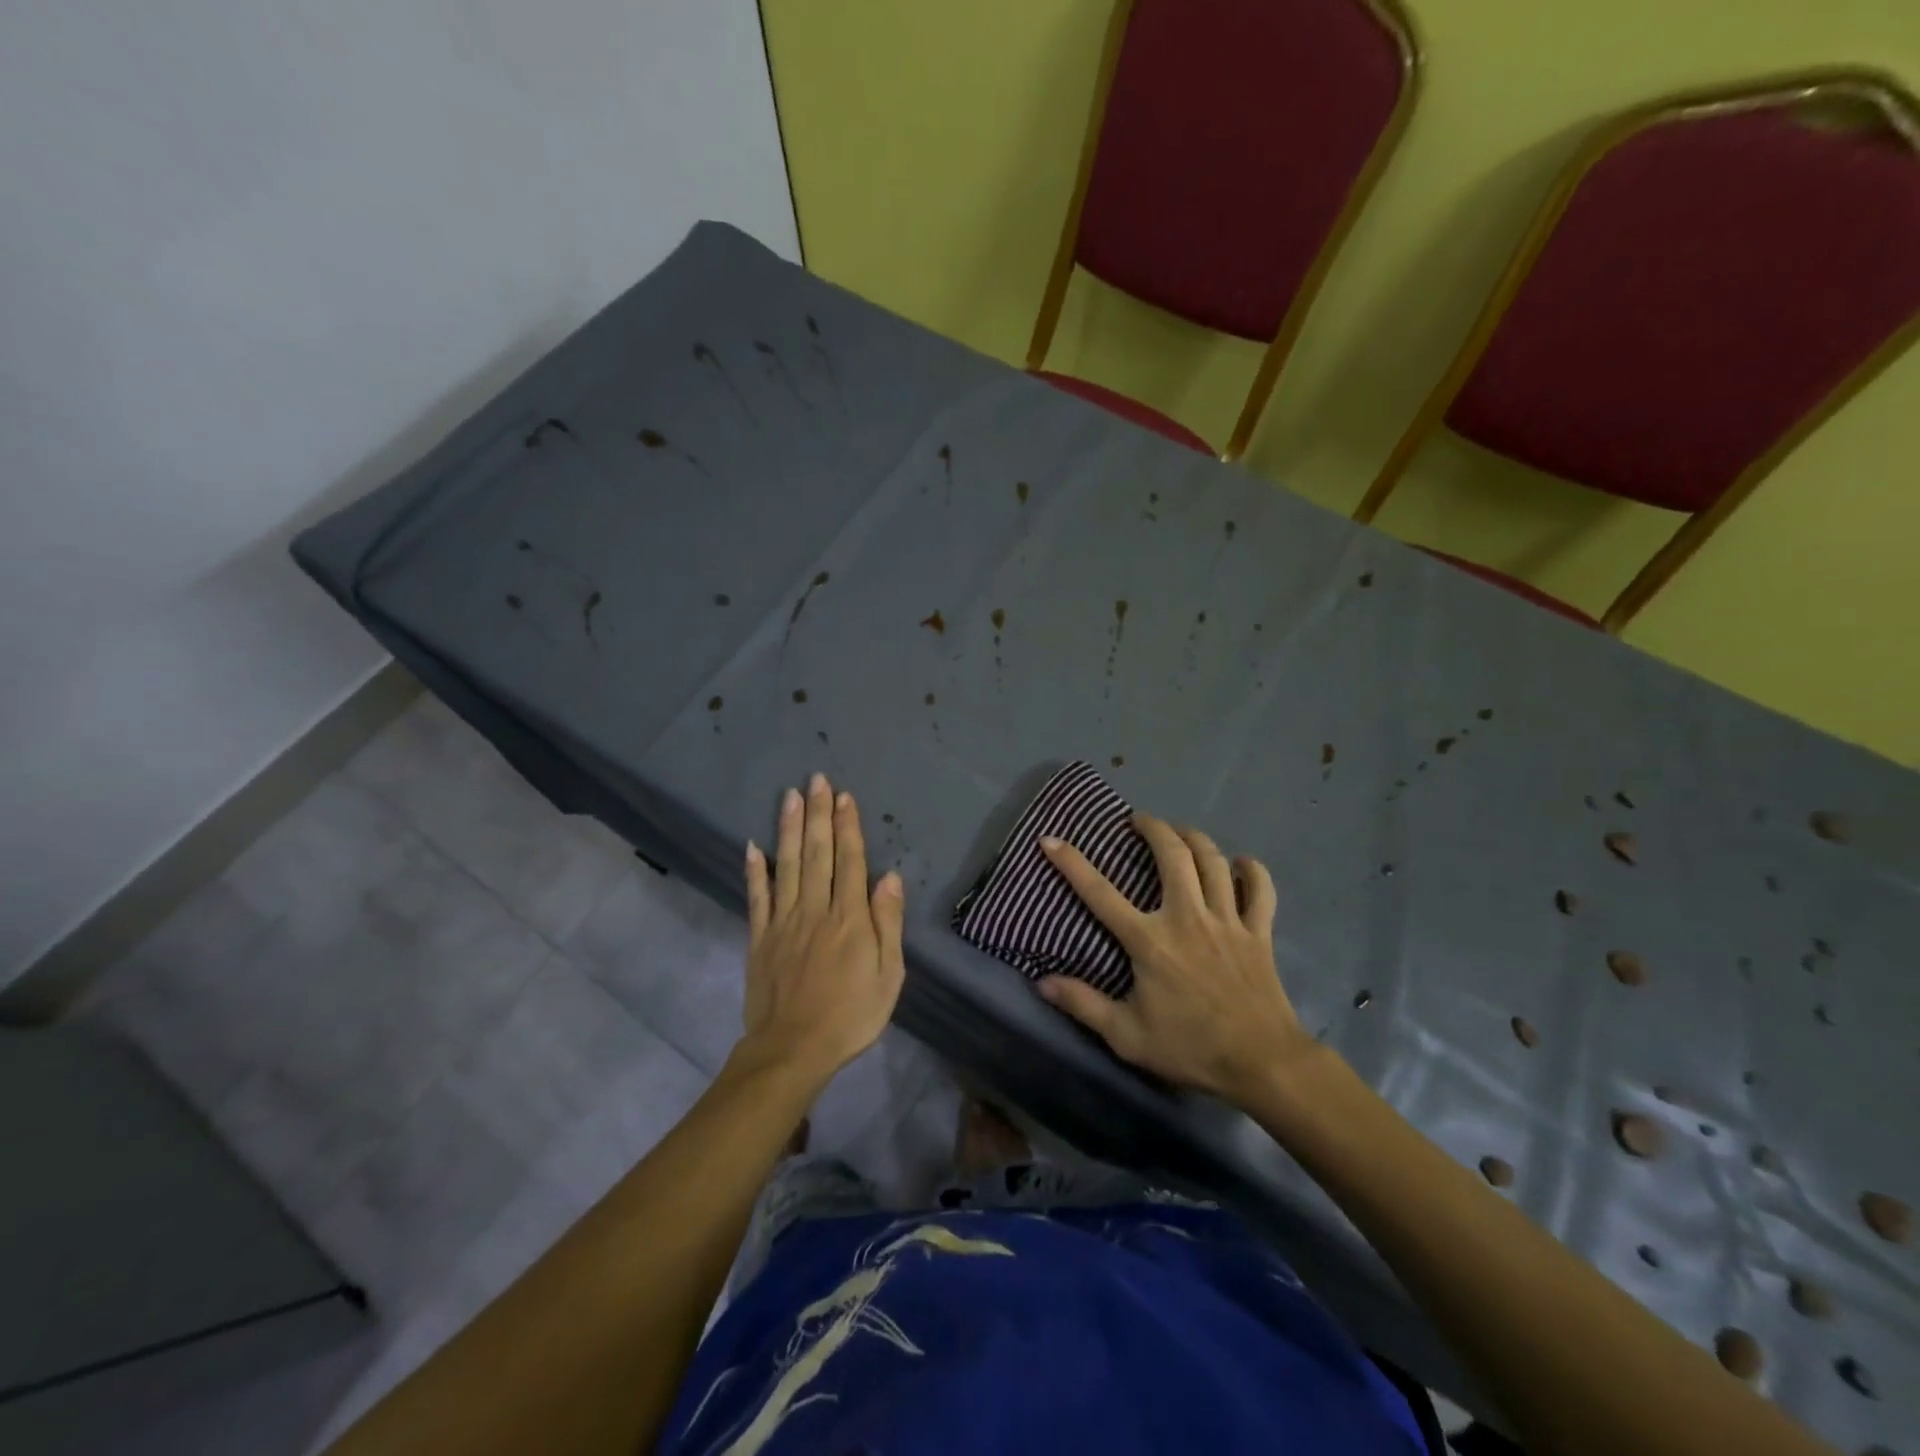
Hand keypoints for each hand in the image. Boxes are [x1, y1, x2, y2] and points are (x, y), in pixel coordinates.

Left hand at [737, 773, 905, 1083]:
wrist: (793, 1050)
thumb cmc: (851, 1015)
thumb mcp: (888, 975)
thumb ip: (888, 924)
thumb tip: (890, 878)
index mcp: (849, 917)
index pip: (850, 861)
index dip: (848, 827)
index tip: (844, 797)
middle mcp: (816, 909)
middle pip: (817, 853)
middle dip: (818, 814)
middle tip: (816, 779)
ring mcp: (784, 921)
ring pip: (786, 865)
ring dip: (788, 828)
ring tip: (790, 796)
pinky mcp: (760, 938)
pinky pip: (757, 898)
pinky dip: (755, 871)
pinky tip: (752, 846)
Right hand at [1036, 815, 1316, 1106]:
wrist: (1262, 1063)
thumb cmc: (1190, 1048)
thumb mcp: (1127, 1036)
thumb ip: (1084, 1005)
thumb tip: (1043, 983)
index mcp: (1149, 941)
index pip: (1101, 893)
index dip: (1072, 864)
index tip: (1051, 840)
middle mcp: (1187, 917)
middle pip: (1172, 855)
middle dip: (1153, 828)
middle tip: (1139, 821)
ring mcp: (1227, 921)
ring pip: (1213, 861)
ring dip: (1195, 838)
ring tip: (1180, 832)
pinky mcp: (1259, 932)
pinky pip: (1260, 889)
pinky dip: (1252, 870)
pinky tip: (1241, 864)